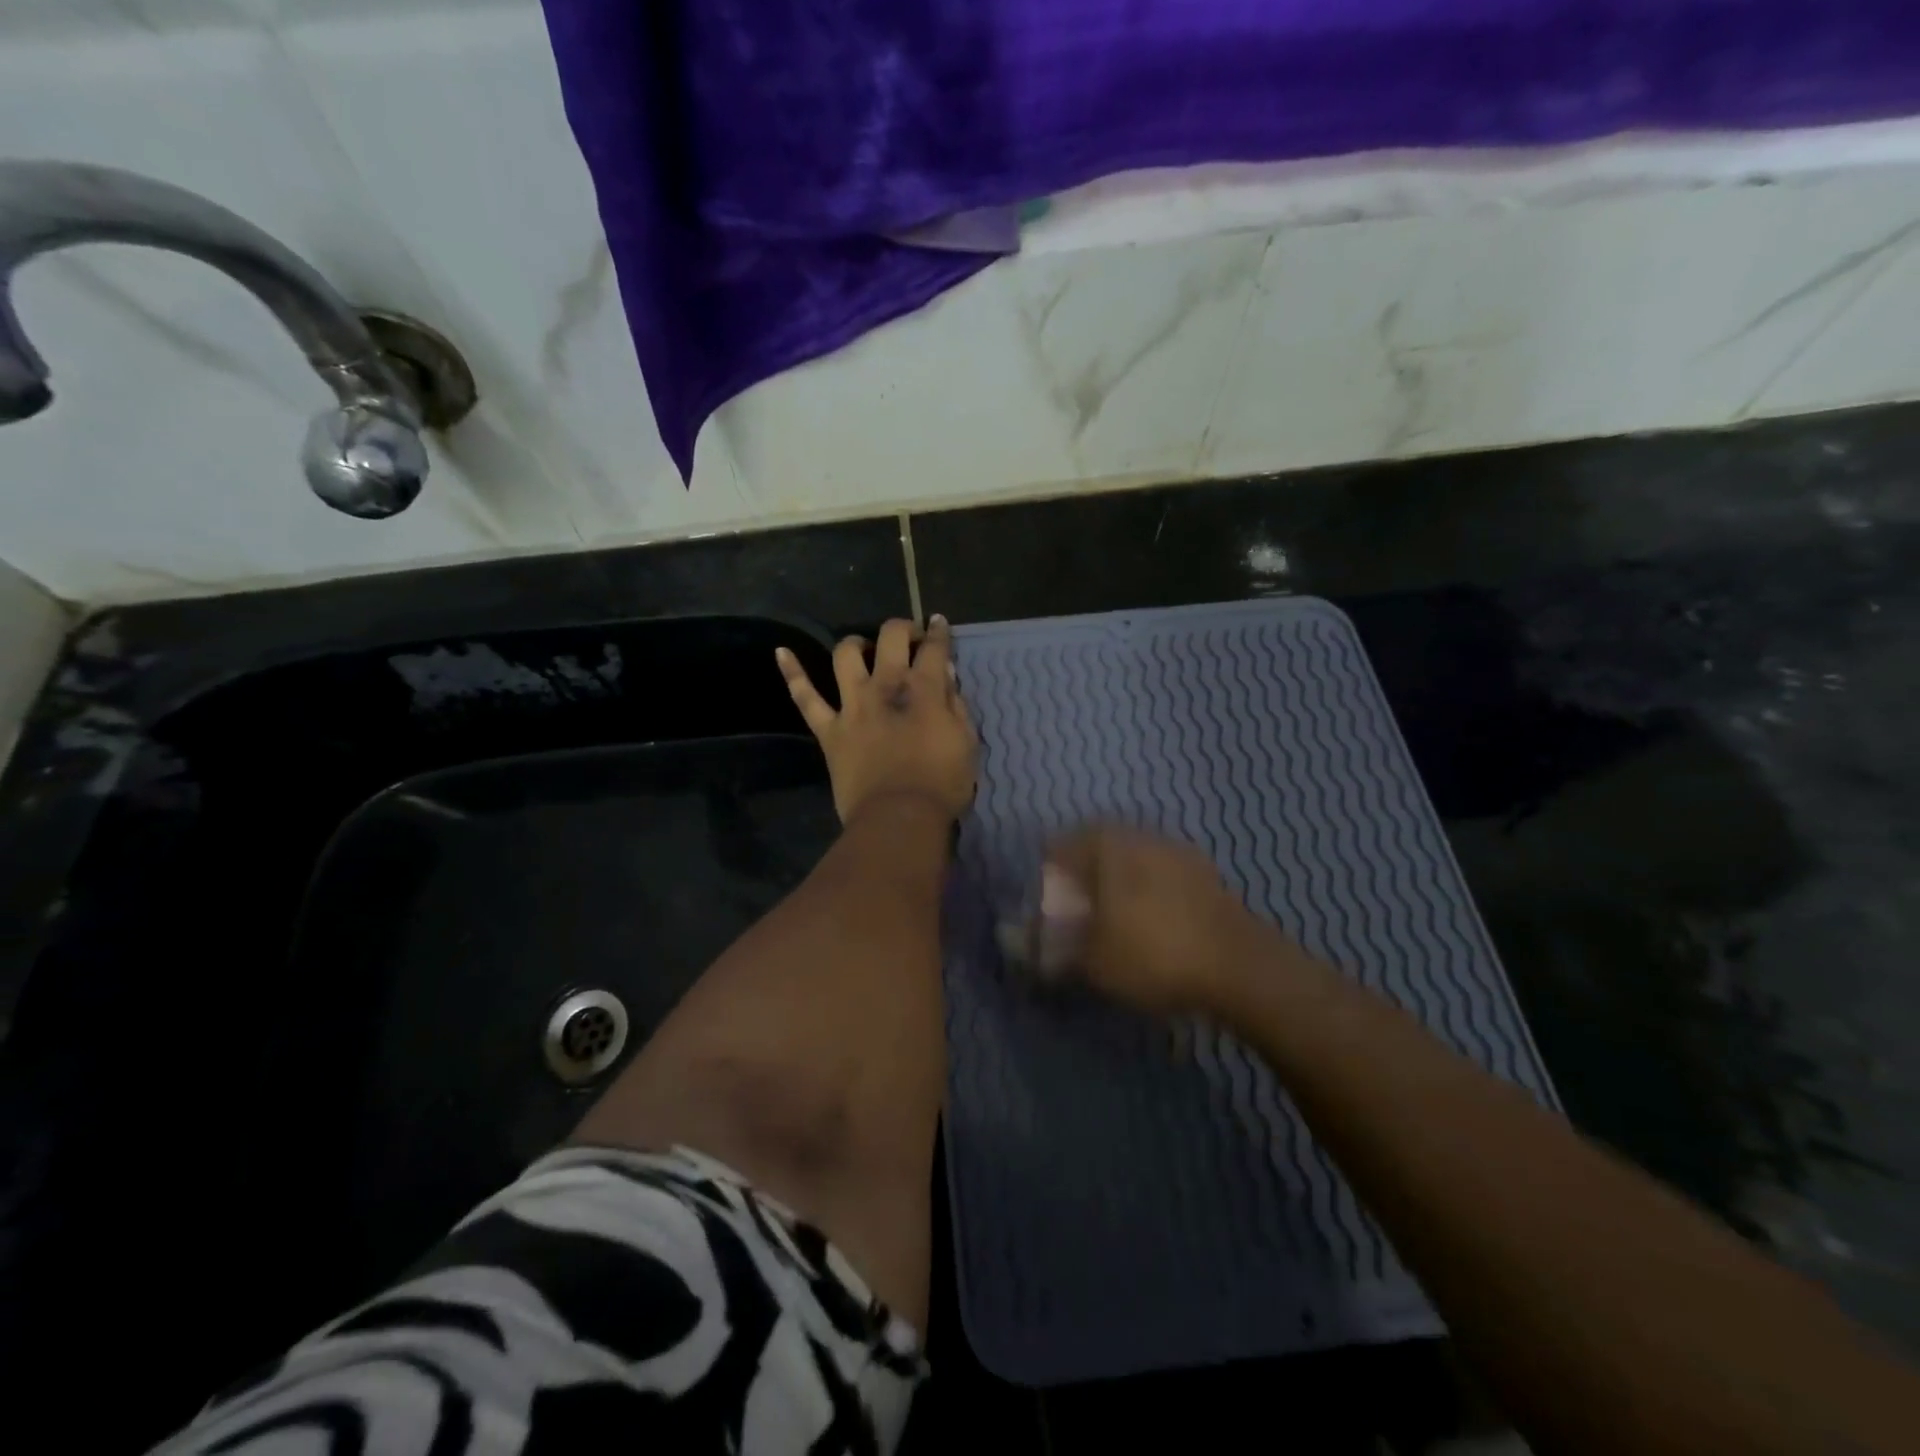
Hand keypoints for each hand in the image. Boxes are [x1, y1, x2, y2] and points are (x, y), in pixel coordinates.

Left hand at [776, 615, 976, 824]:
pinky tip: (781, 652)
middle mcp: (886, 686)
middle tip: (909, 638)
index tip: (938, 624)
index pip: (934, 648)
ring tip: (863, 648)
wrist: (898, 819)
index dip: (938, 632)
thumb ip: (956, 705)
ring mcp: (853, 705)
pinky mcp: (829, 729)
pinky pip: (805, 698)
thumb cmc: (942, 785)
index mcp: (924, 690)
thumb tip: (944, 676)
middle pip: (891, 637)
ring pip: (846, 655)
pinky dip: (792, 673)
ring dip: (856, 644)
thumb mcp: (966, 743)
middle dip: (902, 629)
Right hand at [1040, 827, 1277, 1014]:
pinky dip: (1146, 890)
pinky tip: (1149, 921)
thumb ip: (1052, 948)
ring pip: (1130, 857)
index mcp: (1107, 846)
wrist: (1241, 967)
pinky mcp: (1205, 873)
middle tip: (1073, 908)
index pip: (1059, 846)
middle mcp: (1140, 836)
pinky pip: (1159, 872)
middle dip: (1080, 874)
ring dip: (1115, 880)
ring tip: (1110, 917)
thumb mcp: (1093, 961)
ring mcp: (1176, 851)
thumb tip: (1018, 942)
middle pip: (1096, 846)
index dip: (1045, 874)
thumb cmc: (1154, 954)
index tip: (1042, 902)